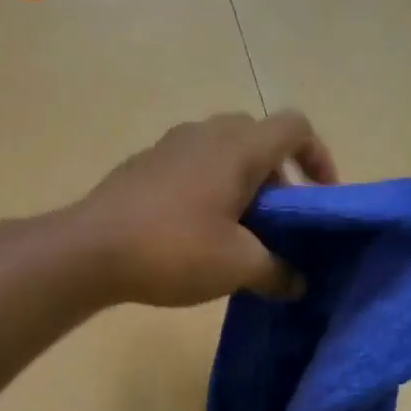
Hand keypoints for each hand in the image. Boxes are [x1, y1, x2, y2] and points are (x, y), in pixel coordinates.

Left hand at [77, 110, 338, 306]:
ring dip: (241, 185)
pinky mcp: (142, 167)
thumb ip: (277, 272)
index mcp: (238, 147)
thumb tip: (297, 283)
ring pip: (221, 153)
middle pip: (258, 138)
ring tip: (240, 232)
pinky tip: (197, 234)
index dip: (319, 156)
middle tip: (279, 220)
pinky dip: (208, 190)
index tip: (321, 197)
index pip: (295, 127)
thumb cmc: (174, 249)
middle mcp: (205, 134)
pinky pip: (190, 168)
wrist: (89, 250)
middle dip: (278, 176)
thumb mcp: (237, 267)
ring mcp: (168, 147)